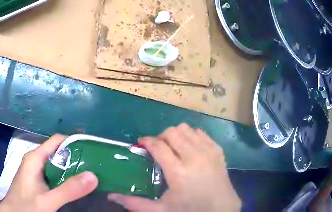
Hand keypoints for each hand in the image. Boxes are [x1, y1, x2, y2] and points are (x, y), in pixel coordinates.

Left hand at [0, 134, 97, 211]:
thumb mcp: (47, 200)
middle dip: (79, 155)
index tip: (95, 149)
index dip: (77, 142)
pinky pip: (58, 172)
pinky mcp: (41, 179)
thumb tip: (94, 176)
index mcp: (35, 158)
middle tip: (99, 162)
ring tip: (94, 171)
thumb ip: (68, 190)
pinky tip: (80, 182)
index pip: (59, 140)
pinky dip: (70, 175)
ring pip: (60, 162)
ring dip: (76, 166)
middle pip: (61, 150)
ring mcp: (38, 170)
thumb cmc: (25, 206)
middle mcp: (37, 160)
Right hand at [108, 123, 240, 211]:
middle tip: (158, 148)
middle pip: (173, 132)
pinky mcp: (217, 149)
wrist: (219, 208)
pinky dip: (191, 136)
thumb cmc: (189, 209)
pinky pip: (201, 133)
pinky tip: (189, 148)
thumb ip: (135, 203)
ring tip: (173, 147)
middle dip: (161, 136)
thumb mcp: (160, 210)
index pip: (159, 146)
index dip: (147, 141)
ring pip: (187, 129)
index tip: (141, 143)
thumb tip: (111, 196)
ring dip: (176, 135)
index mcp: (178, 172)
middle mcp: (194, 157)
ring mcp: (208, 150)